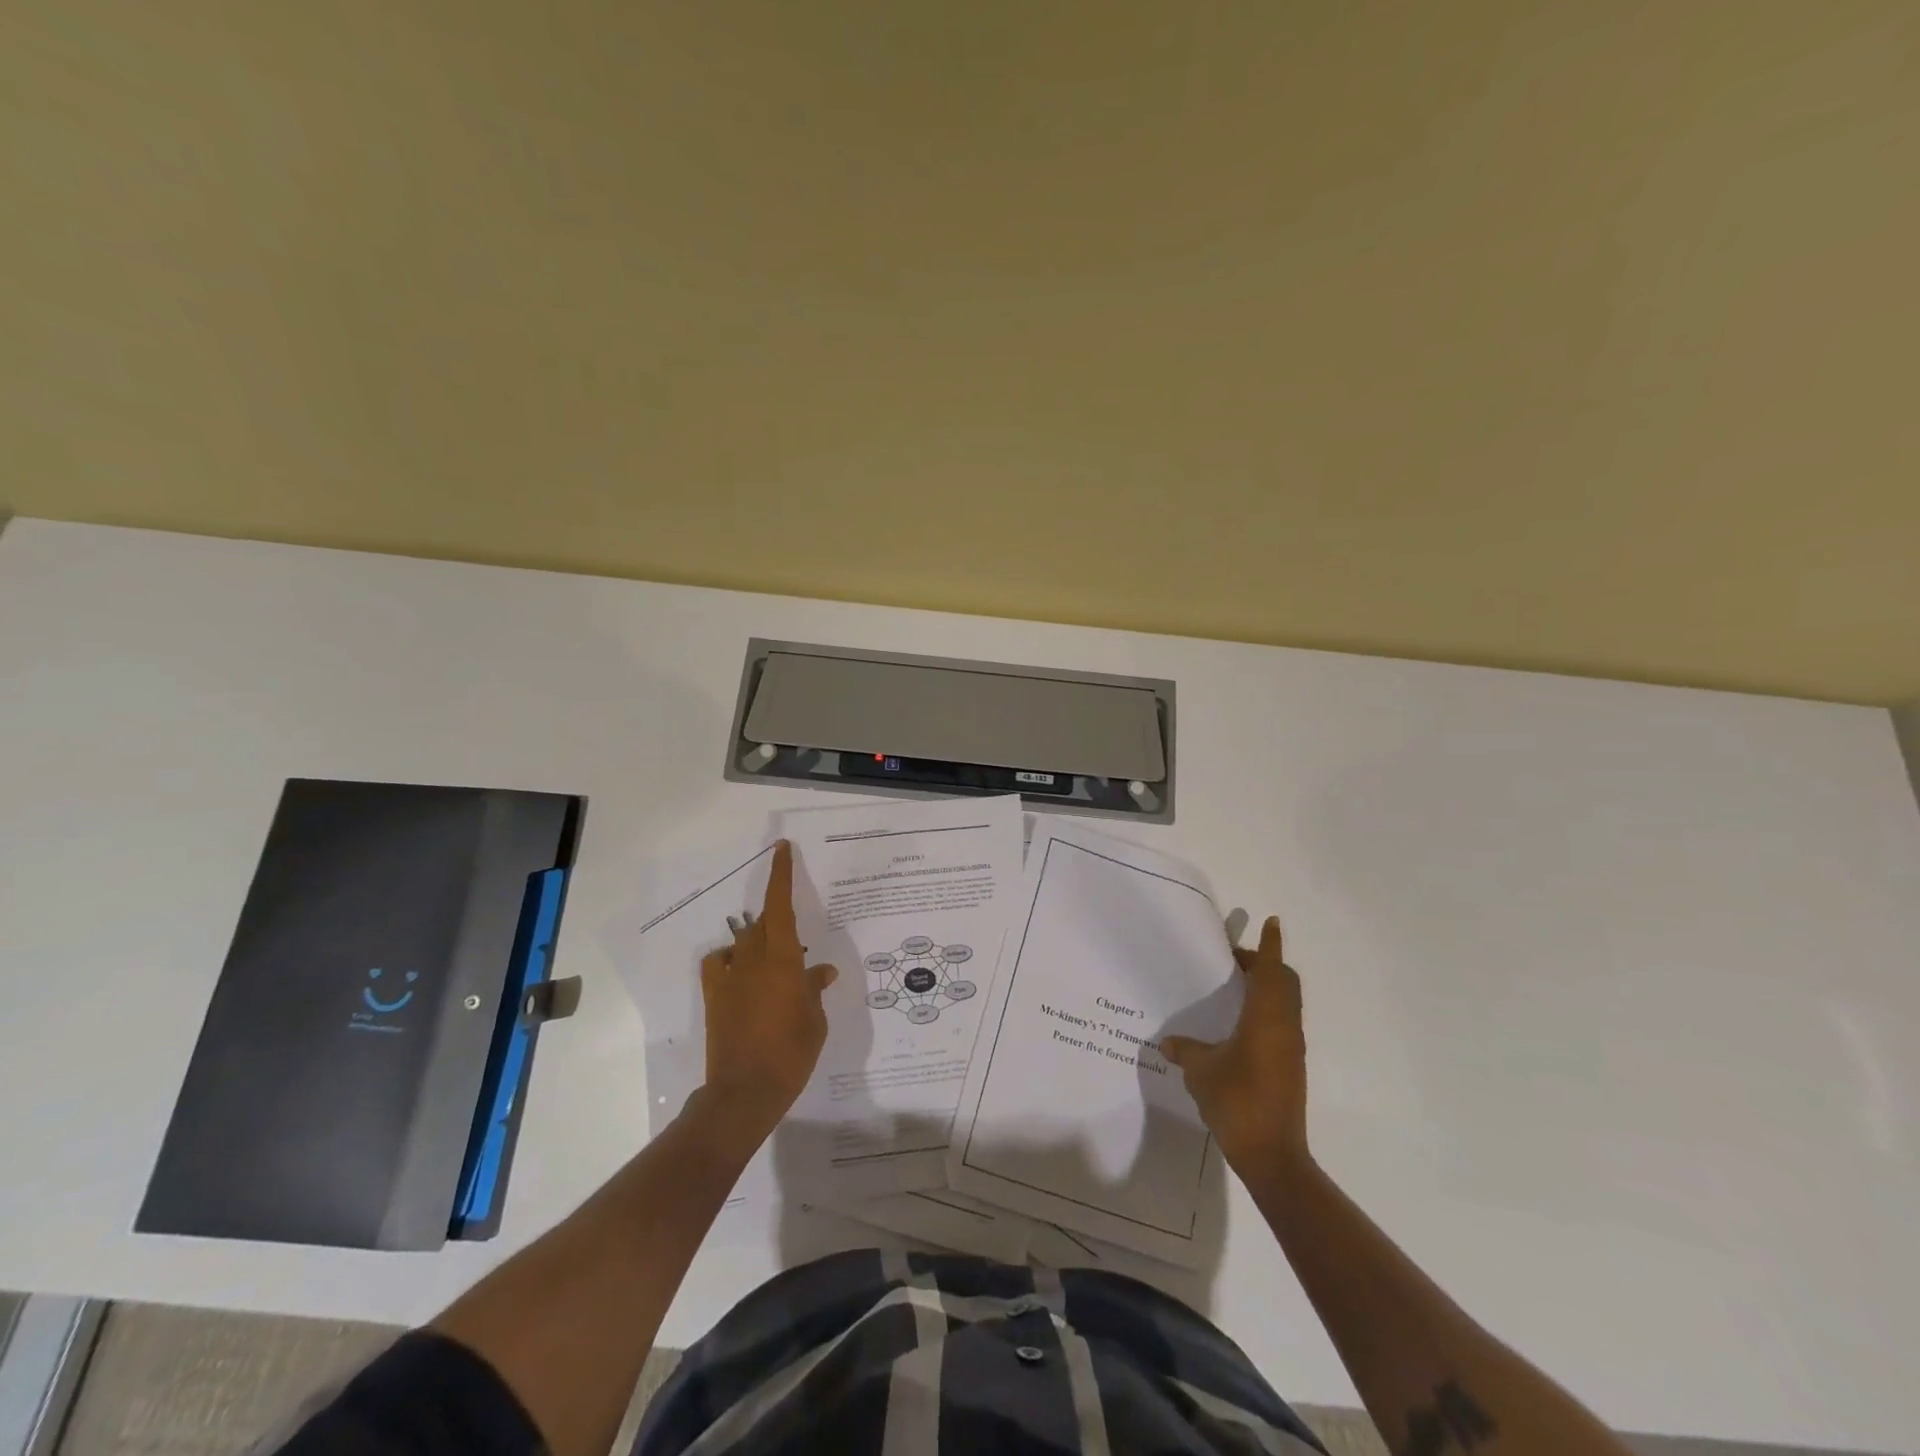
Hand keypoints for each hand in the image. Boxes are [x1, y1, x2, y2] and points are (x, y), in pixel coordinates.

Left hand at [699, 840, 837, 1138]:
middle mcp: (753, 959)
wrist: (745, 1091)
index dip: (780, 874)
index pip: (780, 905)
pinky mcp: (715, 996)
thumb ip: (814, 988)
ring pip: (744, 941)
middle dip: (778, 918)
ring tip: (775, 961)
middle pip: (763, 921)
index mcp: (782, 958)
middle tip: (797, 938)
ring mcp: (730, 976)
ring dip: (759, 942)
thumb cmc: (791, 1052)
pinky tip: (742, 975)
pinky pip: (720, 963)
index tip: (781, 849)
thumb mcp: (815, 1019)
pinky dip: (731, 960)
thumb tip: (820, 972)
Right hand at [1161, 915, 1309, 1179]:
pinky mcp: (1291, 1067)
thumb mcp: (1201, 1072)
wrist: (1272, 1156)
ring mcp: (1291, 1049)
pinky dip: (1267, 1010)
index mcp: (1266, 1019)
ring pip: (1286, 1004)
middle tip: (1234, 961)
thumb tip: (1168, 1043)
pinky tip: (1240, 1024)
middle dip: (1265, 965)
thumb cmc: (1237, 1102)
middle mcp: (1285, 1027)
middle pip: (1284, 983)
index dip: (1271, 945)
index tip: (1272, 922)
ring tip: (1235, 987)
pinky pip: (1282, 1023)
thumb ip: (1186, 1051)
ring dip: (1267, 988)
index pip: (1272, 971)